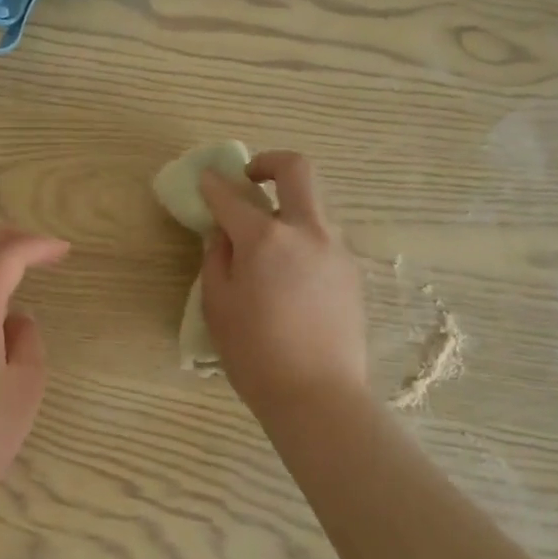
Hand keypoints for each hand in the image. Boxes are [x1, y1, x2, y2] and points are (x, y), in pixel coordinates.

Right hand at [199, 151, 368, 416]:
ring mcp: (335, 249)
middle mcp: (306, 231)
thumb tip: (222, 234)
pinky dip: (303, 239)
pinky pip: (324, 239)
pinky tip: (290, 275)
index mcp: (265, 238)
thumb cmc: (256, 354)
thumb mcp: (219, 305)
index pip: (232, 196)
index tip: (205, 180)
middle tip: (251, 178)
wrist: (319, 396)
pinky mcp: (352, 272)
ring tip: (268, 244)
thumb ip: (216, 259)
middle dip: (270, 162)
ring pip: (314, 206)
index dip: (213, 185)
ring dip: (289, 207)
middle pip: (297, 170)